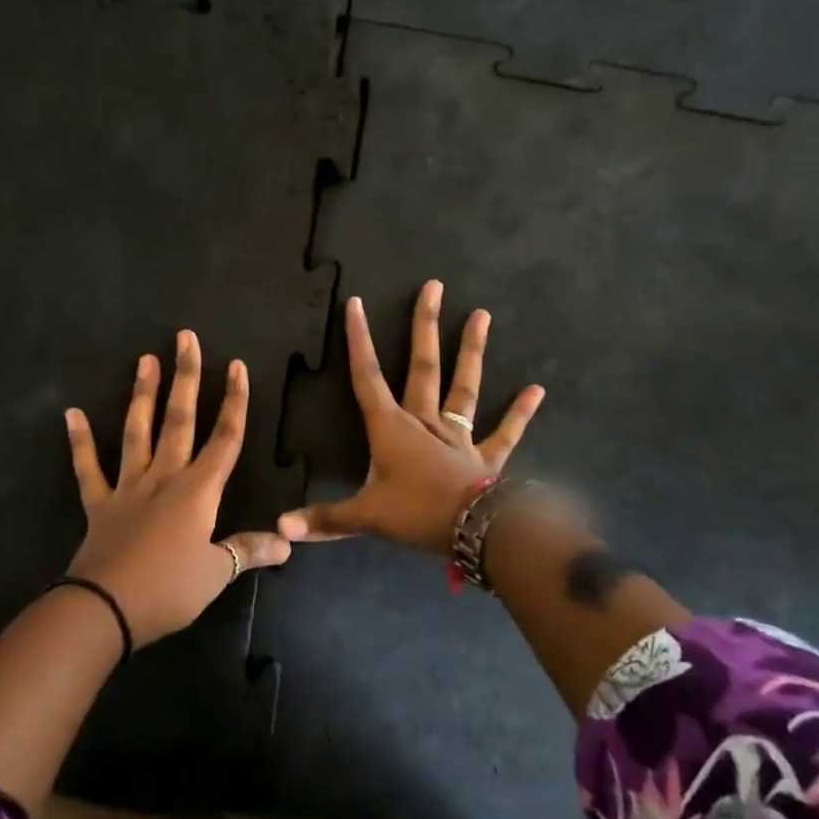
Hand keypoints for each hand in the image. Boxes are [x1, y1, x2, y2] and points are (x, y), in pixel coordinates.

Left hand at [64, 331, 290, 645]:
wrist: (106, 608)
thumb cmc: (169, 589)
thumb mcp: (217, 573)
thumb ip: (249, 550)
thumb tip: (288, 542)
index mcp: (198, 491)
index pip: (225, 438)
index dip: (234, 402)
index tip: (236, 366)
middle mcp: (165, 478)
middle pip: (180, 420)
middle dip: (187, 378)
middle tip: (185, 338)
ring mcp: (129, 487)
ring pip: (138, 431)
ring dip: (143, 394)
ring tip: (145, 359)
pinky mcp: (100, 504)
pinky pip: (88, 468)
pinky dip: (80, 441)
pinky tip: (71, 413)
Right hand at [279, 280, 545, 554]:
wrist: (477, 530)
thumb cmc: (418, 514)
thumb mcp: (366, 517)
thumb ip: (325, 519)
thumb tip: (280, 527)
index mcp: (392, 428)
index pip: (367, 377)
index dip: (359, 340)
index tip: (356, 303)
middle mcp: (425, 421)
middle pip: (422, 366)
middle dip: (425, 326)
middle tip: (434, 287)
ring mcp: (458, 436)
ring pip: (463, 387)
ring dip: (471, 351)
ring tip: (482, 315)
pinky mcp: (486, 457)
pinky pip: (505, 432)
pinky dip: (520, 412)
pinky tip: (537, 389)